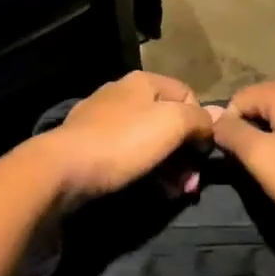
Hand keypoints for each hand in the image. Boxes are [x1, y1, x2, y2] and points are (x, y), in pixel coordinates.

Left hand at [42, 71, 215, 206]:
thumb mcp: (172, 123)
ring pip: (149, 140)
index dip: (202, 125)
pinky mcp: (90, 144)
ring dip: (169, 167)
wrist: (63, 168)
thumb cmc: (123, 141)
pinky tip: (149, 190)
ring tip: (173, 194)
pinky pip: (128, 154)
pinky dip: (144, 170)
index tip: (203, 157)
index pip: (189, 95)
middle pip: (169, 120)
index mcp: (145, 81)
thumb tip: (211, 122)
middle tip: (190, 186)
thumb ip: (198, 119)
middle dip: (186, 154)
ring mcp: (104, 118)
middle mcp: (124, 93)